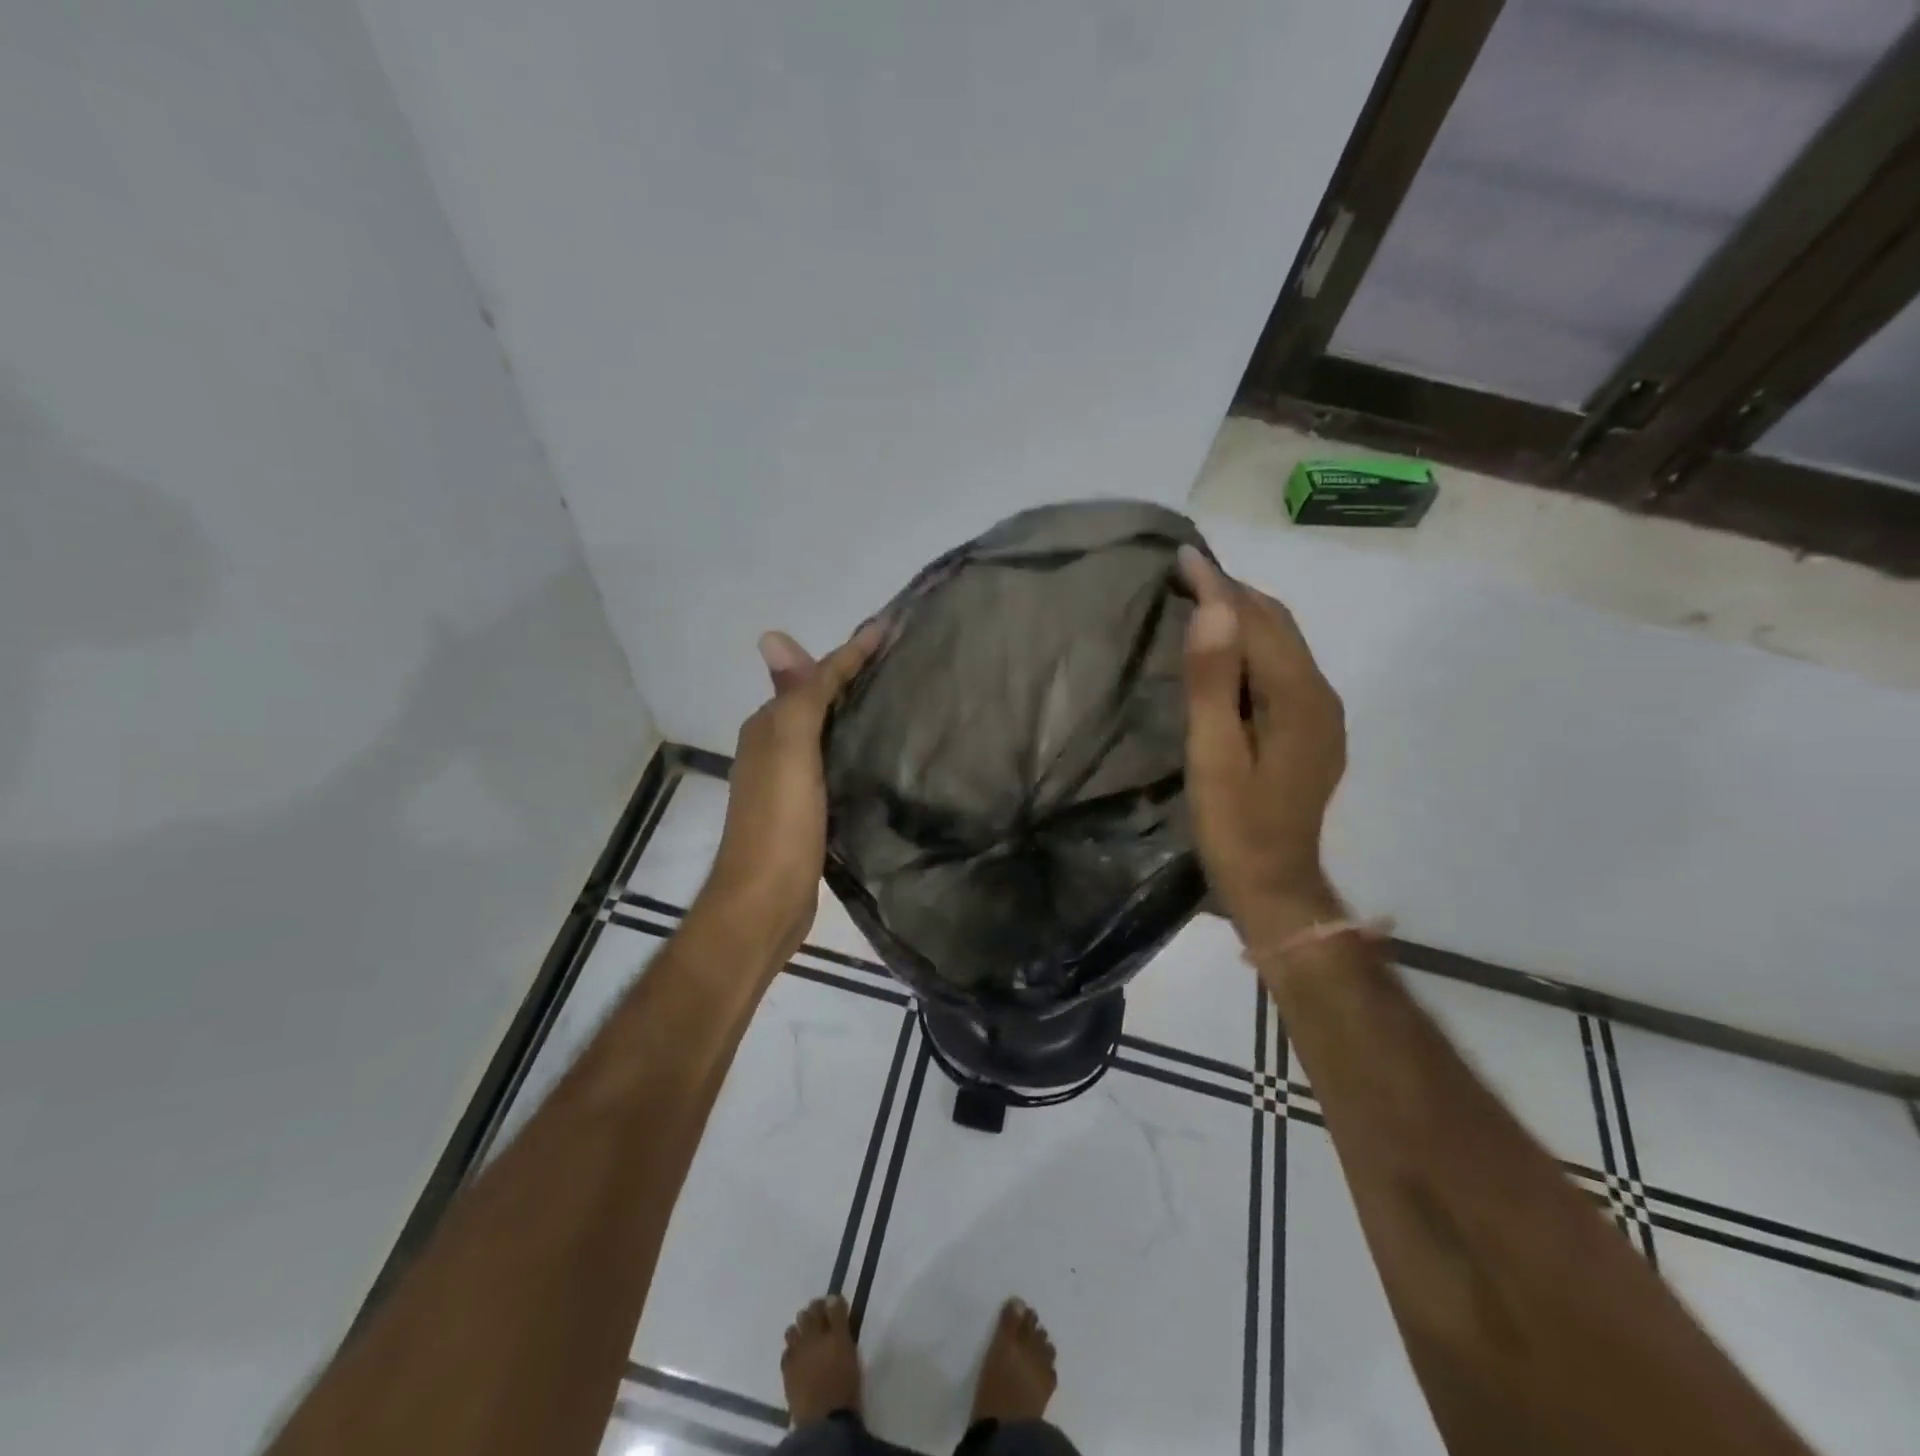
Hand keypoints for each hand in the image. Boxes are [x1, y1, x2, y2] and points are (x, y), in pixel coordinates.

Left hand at [699, 620, 884, 965]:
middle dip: (854, 678)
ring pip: (828, 734)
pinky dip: (855, 750)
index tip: (893, 628)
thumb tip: (774, 635)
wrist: (767, 902)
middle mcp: (775, 748)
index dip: (851, 652)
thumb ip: (794, 696)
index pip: (814, 677)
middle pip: (819, 701)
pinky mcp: (810, 812)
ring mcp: (791, 783)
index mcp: (768, 727)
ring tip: (902, 702)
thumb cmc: (780, 821)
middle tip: (905, 663)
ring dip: (855, 714)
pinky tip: (882, 755)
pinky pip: (835, 765)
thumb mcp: (789, 749)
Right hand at [1178, 547, 1347, 940]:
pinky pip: (1281, 669)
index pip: (1256, 622)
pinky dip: (1252, 646)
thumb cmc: (1236, 826)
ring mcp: (1320, 714)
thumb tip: (1212, 610)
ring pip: (1282, 645)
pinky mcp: (1310, 730)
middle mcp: (1319, 695)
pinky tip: (1225, 651)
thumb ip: (1213, 683)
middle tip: (1186, 572)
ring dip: (1243, 616)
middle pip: (1277, 625)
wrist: (1275, 886)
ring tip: (1200, 600)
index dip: (1219, 586)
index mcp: (1298, 697)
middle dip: (1234, 592)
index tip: (1183, 555)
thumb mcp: (1215, 757)